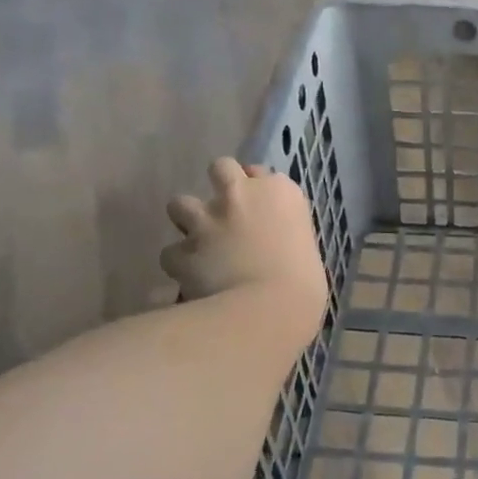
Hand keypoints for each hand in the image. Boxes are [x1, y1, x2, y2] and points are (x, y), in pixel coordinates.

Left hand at [160, 159, 327, 346]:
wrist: (271, 310)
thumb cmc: (305, 285)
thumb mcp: (307, 251)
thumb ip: (285, 236)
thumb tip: (274, 247)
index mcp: (280, 193)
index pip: (262, 173)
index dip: (257, 191)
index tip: (260, 210)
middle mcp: (241, 195)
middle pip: (221, 168)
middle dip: (219, 187)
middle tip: (226, 213)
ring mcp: (207, 220)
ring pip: (180, 204)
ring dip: (188, 221)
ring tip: (199, 243)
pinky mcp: (183, 249)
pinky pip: (171, 253)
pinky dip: (178, 264)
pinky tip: (188, 278)